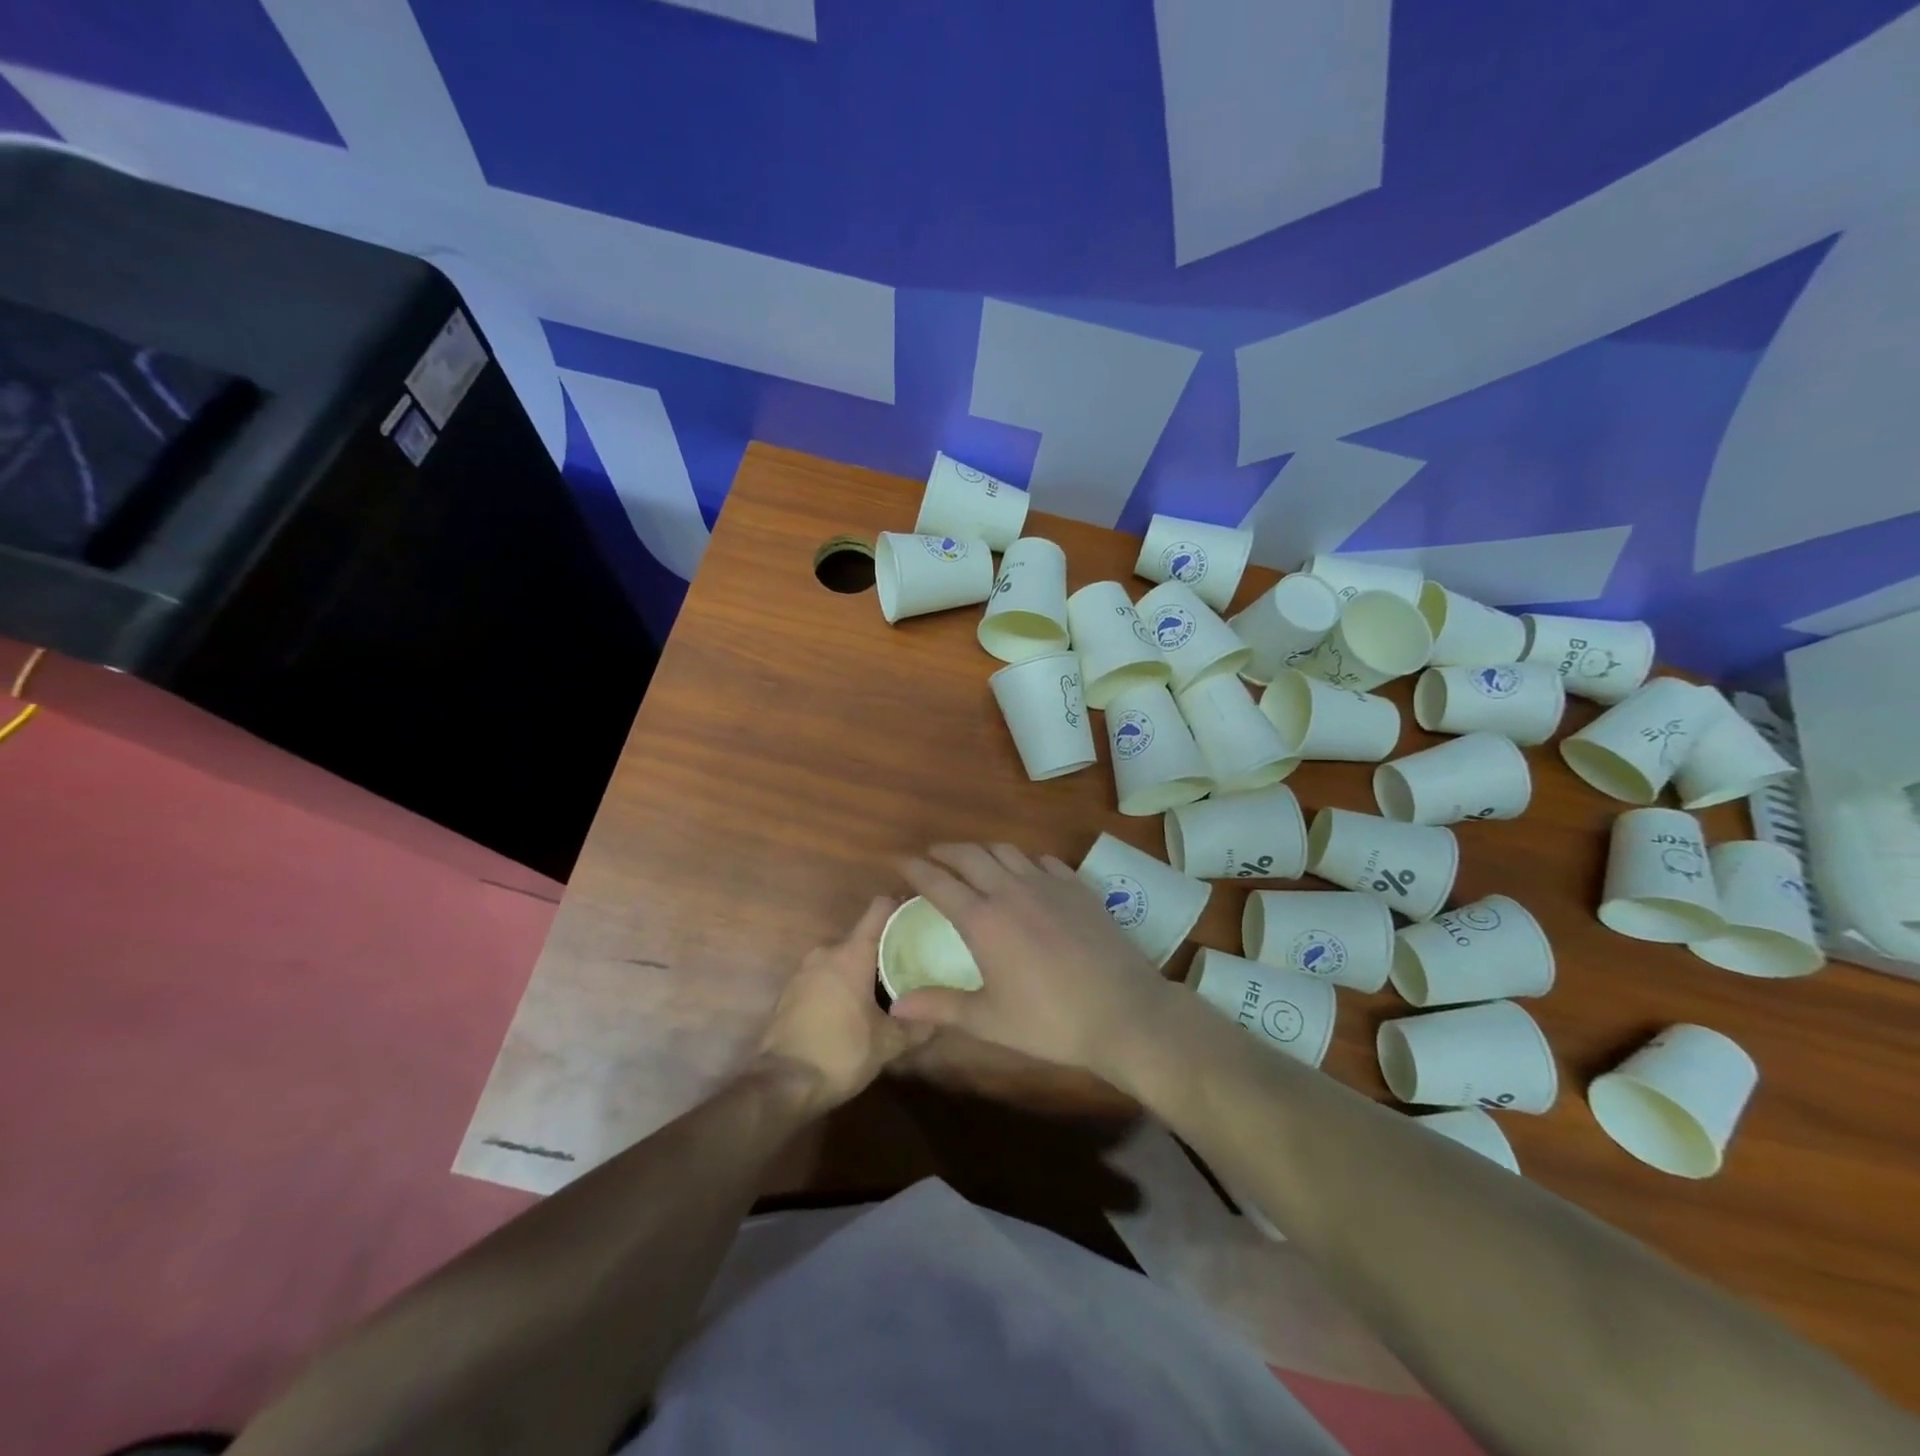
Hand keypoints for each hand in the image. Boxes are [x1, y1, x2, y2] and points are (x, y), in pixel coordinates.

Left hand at [755, 898, 934, 1107]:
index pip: (880, 909)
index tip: (922, 919)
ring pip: (842, 959)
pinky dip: (841, 986)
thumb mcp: (888, 1044)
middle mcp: (826, 952)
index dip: (902, 907)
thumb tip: (940, 1016)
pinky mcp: (790, 993)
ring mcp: (803, 972)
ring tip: (886, 991)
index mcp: (851, 954)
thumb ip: (917, 1025)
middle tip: (912, 966)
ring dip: (862, 971)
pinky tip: (854, 1011)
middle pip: (863, 937)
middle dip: (886, 950)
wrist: (780, 1085)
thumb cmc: (839, 1053)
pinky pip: (824, 977)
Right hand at [887, 843, 1174, 1078]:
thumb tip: (895, 1006)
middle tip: (931, 855)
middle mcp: (1011, 890)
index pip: (939, 882)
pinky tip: (1025, 871)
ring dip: (982, 850)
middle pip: (970, 855)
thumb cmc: (1051, 1021)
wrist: (1123, 1011)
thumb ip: (940, 1008)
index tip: (899, 862)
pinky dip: (1023, 859)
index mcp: (984, 920)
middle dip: (945, 851)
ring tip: (972, 859)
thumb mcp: (989, 1021)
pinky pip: (1043, 860)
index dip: (915, 869)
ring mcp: (1048, 884)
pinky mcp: (1077, 886)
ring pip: (1006, 850)